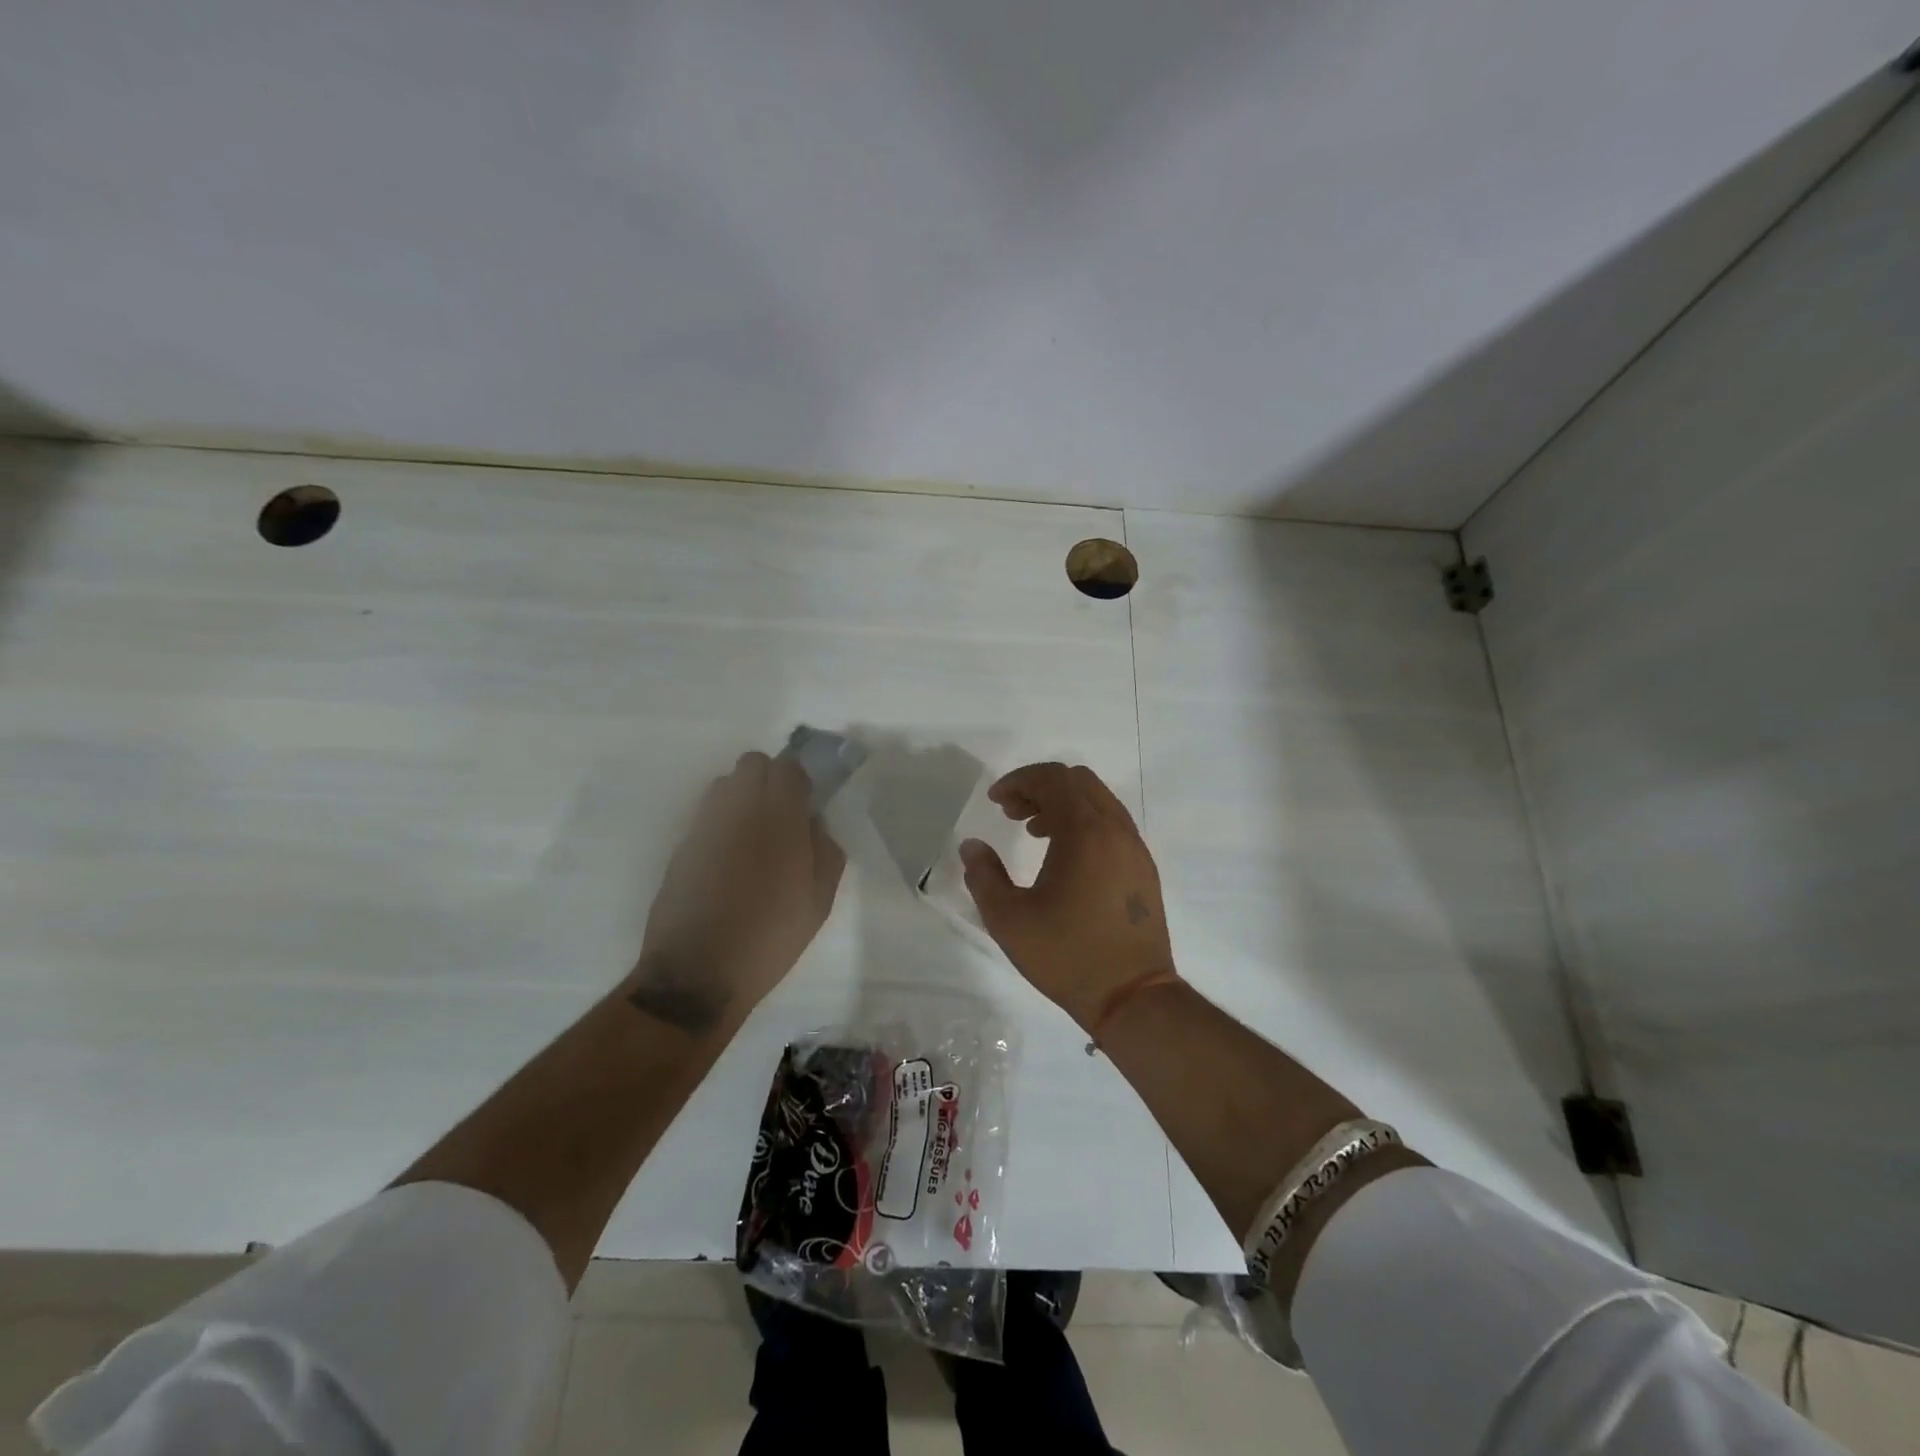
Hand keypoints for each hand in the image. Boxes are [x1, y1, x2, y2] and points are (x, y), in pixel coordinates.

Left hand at [627, 752, 845, 1035]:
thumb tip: (813, 822)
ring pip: (725, 784)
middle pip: (753, 763)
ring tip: (752, 837)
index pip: (787, 768)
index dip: (799, 782)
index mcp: (780, 819)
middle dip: (769, 779)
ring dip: (743, 796)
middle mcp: (739, 809)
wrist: (698, 972)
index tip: (805, 807)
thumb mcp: (819, 901)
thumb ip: (826, 850)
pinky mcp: (682, 844)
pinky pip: (707, 814)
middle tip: (780, 817)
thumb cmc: (770, 937)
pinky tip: (728, 861)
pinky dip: (721, 822)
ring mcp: (704, 824)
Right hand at [959, 762, 1176, 1031]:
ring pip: (1098, 800)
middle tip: (1011, 813)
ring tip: (1034, 832)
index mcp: (1085, 832)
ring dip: (1063, 804)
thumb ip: (984, 876)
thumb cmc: (1067, 956)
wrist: (1133, 997)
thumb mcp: (1009, 920)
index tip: (994, 801)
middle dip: (1040, 787)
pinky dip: (1085, 822)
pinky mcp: (1143, 868)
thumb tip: (971, 846)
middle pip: (1077, 781)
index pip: (1053, 779)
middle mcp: (1115, 829)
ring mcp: (1135, 848)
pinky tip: (1064, 856)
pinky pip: (1112, 823)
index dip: (1019, 781)